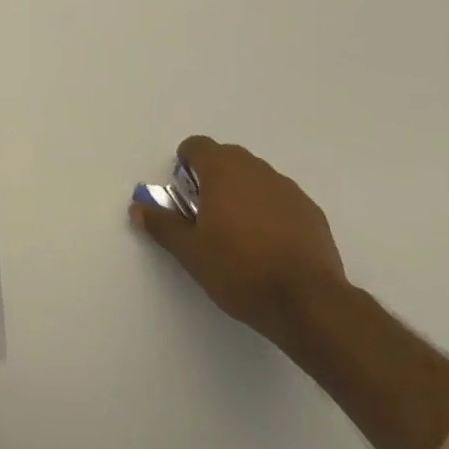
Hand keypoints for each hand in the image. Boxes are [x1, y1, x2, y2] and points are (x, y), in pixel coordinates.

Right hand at [131, 136, 347, 345]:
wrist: (308, 302)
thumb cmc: (240, 270)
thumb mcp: (191, 253)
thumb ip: (163, 225)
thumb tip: (137, 207)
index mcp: (222, 169)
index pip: (196, 146)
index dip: (185, 166)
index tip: (185, 197)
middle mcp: (255, 168)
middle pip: (226, 159)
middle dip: (213, 180)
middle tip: (208, 218)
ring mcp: (287, 188)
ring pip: (255, 179)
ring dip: (243, 195)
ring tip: (241, 236)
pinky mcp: (311, 211)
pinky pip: (281, 200)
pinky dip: (271, 213)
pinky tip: (271, 248)